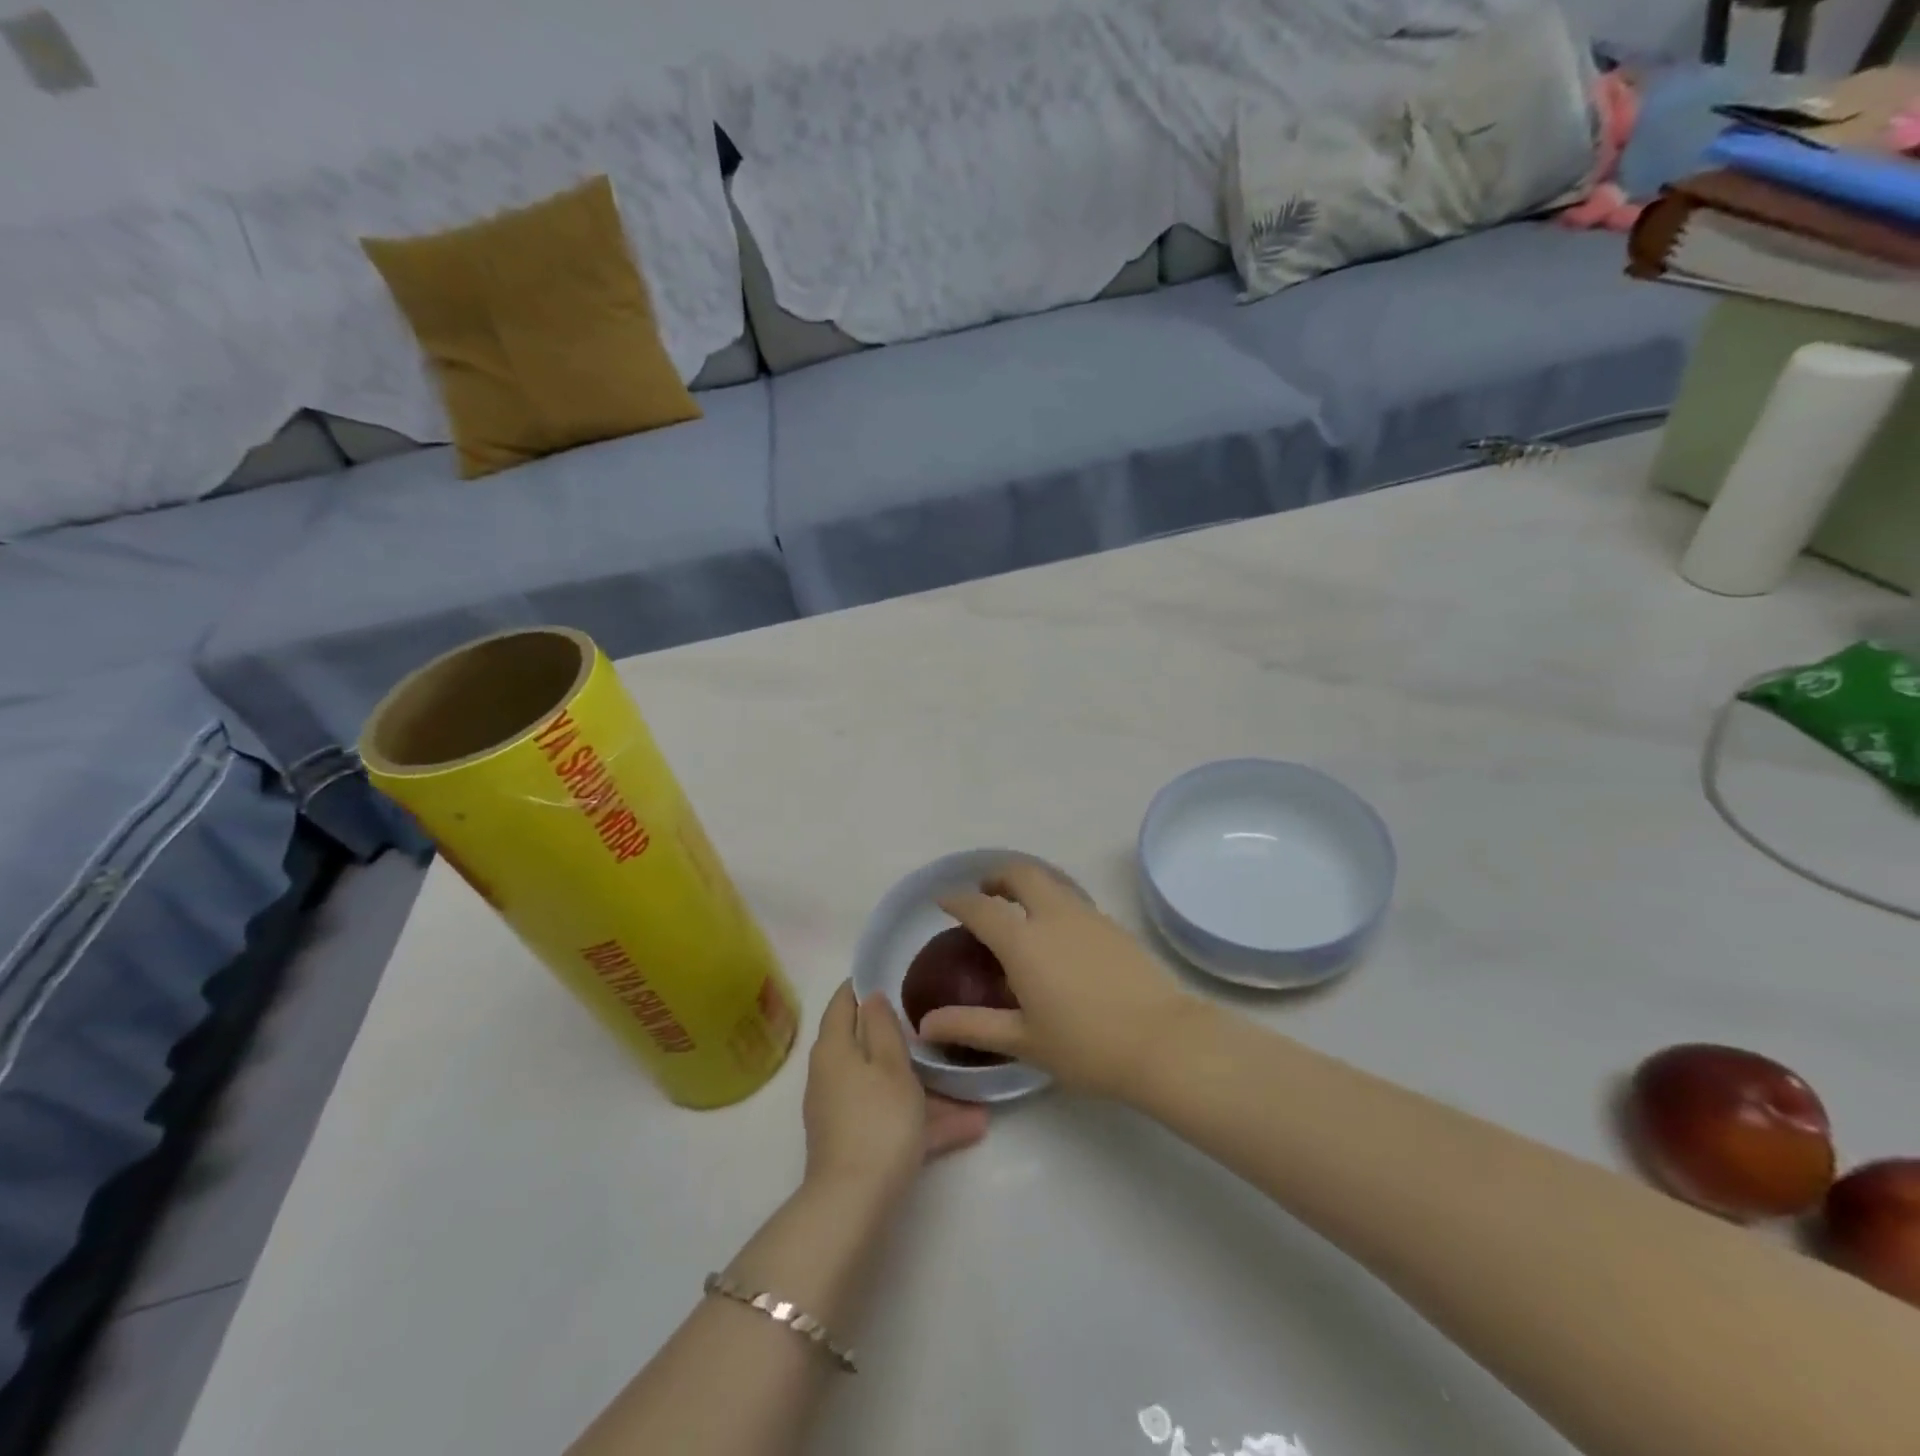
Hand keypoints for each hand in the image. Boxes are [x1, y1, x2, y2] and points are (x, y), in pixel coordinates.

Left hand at [803, 981, 987, 1203]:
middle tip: (939, 1025)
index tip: (897, 973)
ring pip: (887, 1085)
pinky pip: (893, 1117)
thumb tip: (871, 997)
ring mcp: (843, 1110)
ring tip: (970, 1087)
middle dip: (904, 1039)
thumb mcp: (891, 1065)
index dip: (865, 984)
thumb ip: (883, 1026)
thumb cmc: (877, 1120)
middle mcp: (832, 1074)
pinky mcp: (856, 1141)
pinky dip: (923, 1118)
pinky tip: (970, 1127)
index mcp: (835, 1047)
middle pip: (868, 1044)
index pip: (843, 1001)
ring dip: (925, 1085)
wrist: (853, 1204)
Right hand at [925, 863, 1199, 1098]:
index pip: (980, 908)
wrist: (1164, 1042)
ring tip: (1020, 911)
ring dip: (1028, 885)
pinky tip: (1058, 934)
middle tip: (986, 893)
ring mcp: (1088, 916)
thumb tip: (925, 1025)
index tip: (943, 900)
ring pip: (1051, 882)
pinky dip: (1054, 902)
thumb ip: (972, 1026)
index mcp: (1023, 942)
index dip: (957, 900)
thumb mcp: (1024, 1041)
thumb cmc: (1086, 1046)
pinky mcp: (1113, 925)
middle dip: (997, 876)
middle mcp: (1053, 916)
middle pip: (1021, 874)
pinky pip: (1073, 899)